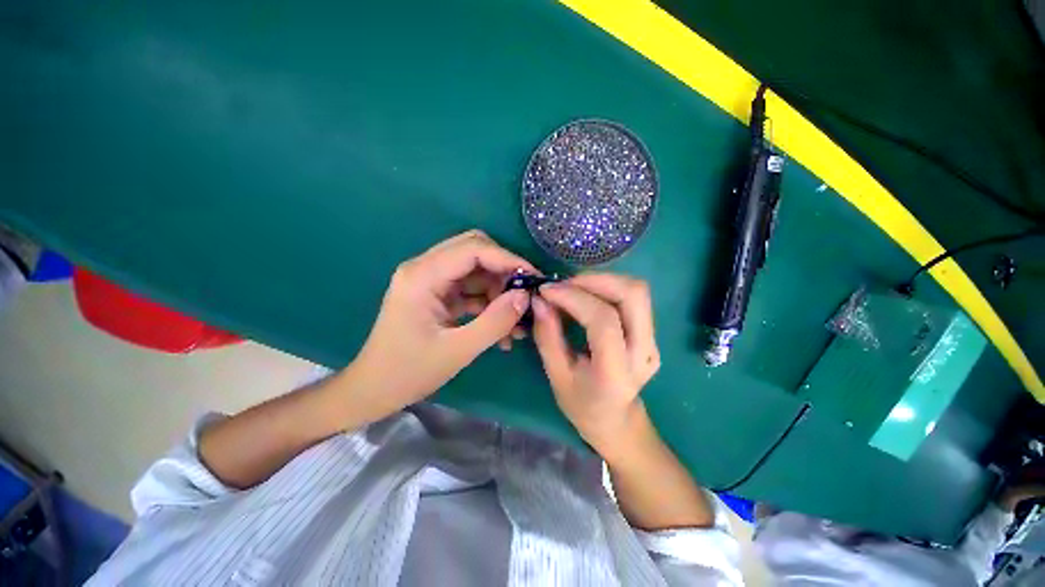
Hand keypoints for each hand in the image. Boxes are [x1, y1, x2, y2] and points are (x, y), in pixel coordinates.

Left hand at [352, 230, 534, 412]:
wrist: (373, 391)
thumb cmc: (408, 373)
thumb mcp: (457, 350)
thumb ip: (495, 322)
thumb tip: (525, 296)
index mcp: (422, 275)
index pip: (473, 249)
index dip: (507, 258)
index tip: (533, 278)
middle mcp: (425, 269)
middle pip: (474, 250)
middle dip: (504, 271)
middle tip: (524, 296)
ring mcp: (431, 281)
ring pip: (476, 270)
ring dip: (499, 290)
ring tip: (516, 322)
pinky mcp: (437, 294)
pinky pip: (471, 288)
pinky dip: (489, 303)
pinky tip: (503, 327)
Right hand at [531, 273, 660, 454]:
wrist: (617, 421)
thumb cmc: (582, 405)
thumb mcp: (557, 376)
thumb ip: (547, 337)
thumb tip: (539, 300)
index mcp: (617, 372)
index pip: (604, 320)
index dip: (575, 298)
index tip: (547, 290)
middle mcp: (644, 352)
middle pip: (632, 295)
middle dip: (595, 280)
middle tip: (564, 285)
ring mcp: (653, 341)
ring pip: (636, 291)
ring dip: (602, 281)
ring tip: (573, 289)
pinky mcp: (651, 333)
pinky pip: (633, 298)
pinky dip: (607, 289)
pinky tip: (586, 296)